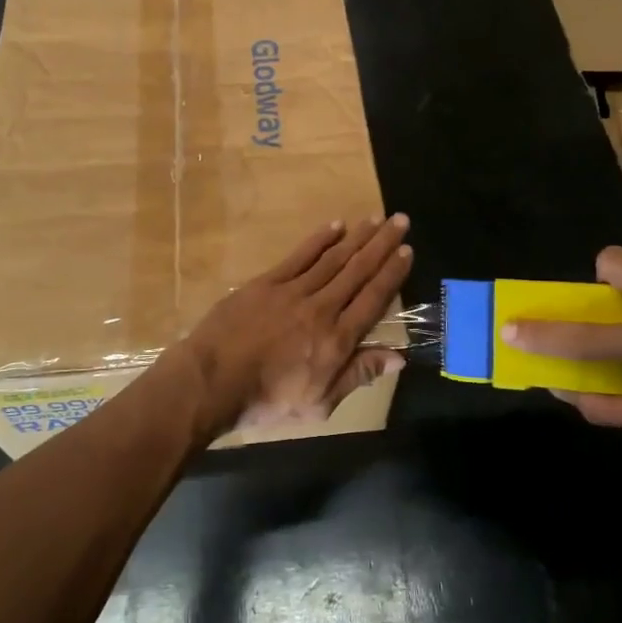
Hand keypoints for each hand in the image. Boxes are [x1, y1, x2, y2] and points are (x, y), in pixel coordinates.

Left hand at [171, 215, 413, 437]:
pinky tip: (335, 226)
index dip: (393, 274)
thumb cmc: (267, 400)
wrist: (213, 381)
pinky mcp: (267, 283)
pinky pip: (299, 256)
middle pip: (358, 271)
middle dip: (382, 245)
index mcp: (337, 340)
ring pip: (333, 259)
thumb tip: (399, 357)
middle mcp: (321, 308)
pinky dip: (319, 240)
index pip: (373, 300)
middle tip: (401, 221)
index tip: (408, 251)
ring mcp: (293, 292)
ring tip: (376, 219)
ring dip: (357, 237)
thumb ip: (357, 375)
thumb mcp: (319, 403)